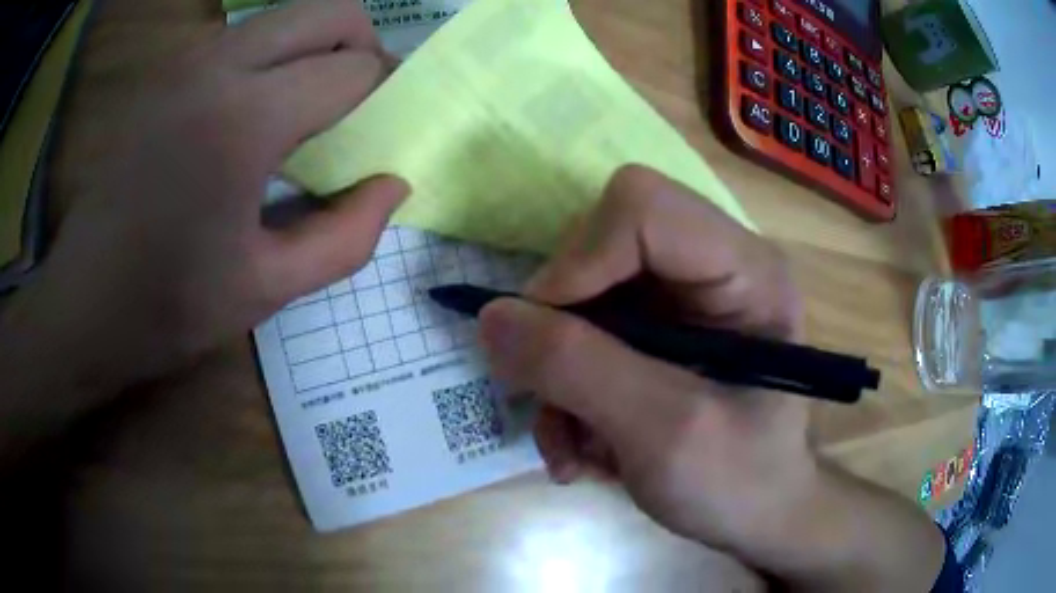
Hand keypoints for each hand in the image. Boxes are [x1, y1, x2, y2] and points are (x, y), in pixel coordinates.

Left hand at [7, 0, 407, 391]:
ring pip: (288, 15)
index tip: (387, 131)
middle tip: (357, 107)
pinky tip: (256, 115)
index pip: (354, 69)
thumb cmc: (167, 308)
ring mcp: (187, 61)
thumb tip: (393, 182)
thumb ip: (347, 237)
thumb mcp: (267, 289)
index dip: (387, 95)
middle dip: (363, 48)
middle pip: (331, 12)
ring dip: (317, 49)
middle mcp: (218, 65)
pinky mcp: (167, 72)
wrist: (82, 305)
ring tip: (308, 112)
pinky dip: (274, 57)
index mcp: (245, 120)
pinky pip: (245, 37)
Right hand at [479, 164, 810, 554]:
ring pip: (582, 299)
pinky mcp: (658, 334)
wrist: (756, 520)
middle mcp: (713, 267)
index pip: (641, 206)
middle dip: (562, 333)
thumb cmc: (737, 483)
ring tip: (571, 447)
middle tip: (554, 406)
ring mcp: (683, 300)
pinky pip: (585, 336)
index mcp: (745, 270)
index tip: (539, 336)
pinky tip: (586, 447)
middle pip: (600, 247)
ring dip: (559, 377)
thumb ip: (577, 369)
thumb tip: (490, 318)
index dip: (579, 260)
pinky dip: (568, 393)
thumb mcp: (662, 433)